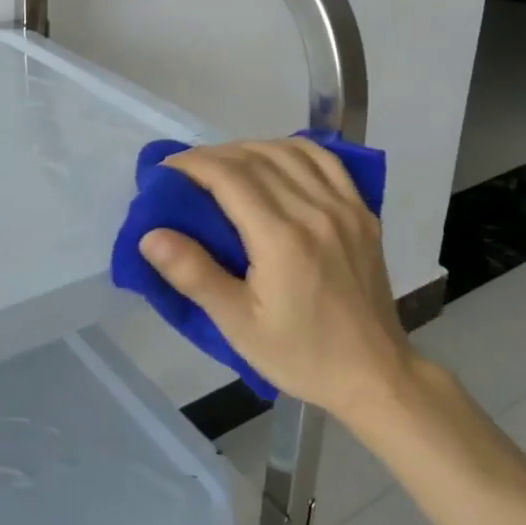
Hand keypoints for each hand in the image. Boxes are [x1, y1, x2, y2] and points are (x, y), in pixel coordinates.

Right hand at [139, 138, 410, 417]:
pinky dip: (292, 149)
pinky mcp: (362, 212)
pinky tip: (274, 160)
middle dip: (212, 155)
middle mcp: (314, 211)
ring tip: (223, 166)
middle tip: (185, 172)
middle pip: (254, 157)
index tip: (165, 170)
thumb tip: (150, 235)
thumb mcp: (238, 325)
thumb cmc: (300, 355)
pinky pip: (324, 160)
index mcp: (281, 238)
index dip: (192, 164)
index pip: (228, 176)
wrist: (375, 376)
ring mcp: (343, 207)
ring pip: (287, 152)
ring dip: (248, 148)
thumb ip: (194, 274)